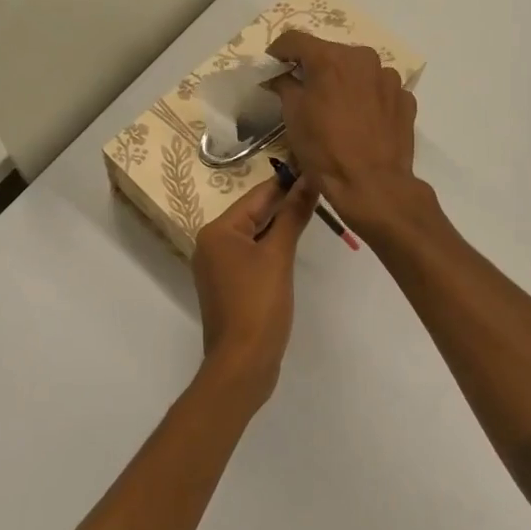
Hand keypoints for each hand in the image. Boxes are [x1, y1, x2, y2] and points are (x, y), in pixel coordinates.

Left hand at [192, 175, 318, 401]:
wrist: (242, 363)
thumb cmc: (258, 304)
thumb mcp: (278, 256)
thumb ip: (293, 216)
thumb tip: (309, 180)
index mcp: (218, 231)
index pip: (256, 196)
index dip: (286, 182)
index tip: (311, 165)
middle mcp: (211, 244)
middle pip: (253, 214)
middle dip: (284, 202)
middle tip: (319, 185)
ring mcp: (218, 267)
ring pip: (254, 235)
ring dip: (280, 225)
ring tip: (313, 208)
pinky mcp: (229, 287)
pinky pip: (252, 255)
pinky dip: (272, 247)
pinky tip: (294, 243)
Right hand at [265, 32, 421, 233]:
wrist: (373, 185)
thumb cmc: (325, 150)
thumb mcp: (293, 116)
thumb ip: (285, 85)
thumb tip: (280, 75)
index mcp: (330, 58)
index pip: (295, 39)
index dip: (279, 51)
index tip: (272, 65)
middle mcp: (363, 58)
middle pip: (330, 53)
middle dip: (314, 67)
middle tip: (304, 90)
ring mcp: (389, 77)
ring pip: (357, 70)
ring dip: (344, 82)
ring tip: (337, 109)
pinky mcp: (405, 98)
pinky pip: (379, 89)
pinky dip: (366, 97)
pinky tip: (361, 121)